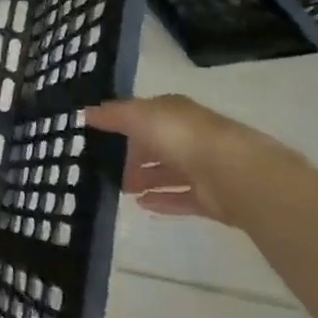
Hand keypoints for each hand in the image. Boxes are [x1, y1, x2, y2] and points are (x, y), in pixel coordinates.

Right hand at [84, 94, 300, 225]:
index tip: (97, 135)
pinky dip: (162, 200)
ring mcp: (202, 168)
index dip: (121, 123)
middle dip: (132, 155)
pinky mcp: (210, 198)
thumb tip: (85, 113)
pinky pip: (180, 198)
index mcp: (174, 112)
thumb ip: (113, 115)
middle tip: (104, 167)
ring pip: (167, 173)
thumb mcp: (138, 116)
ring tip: (119, 189)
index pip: (144, 115)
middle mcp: (188, 137)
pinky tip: (141, 205)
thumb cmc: (181, 136)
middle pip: (155, 145)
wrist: (231, 172)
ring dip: (145, 179)